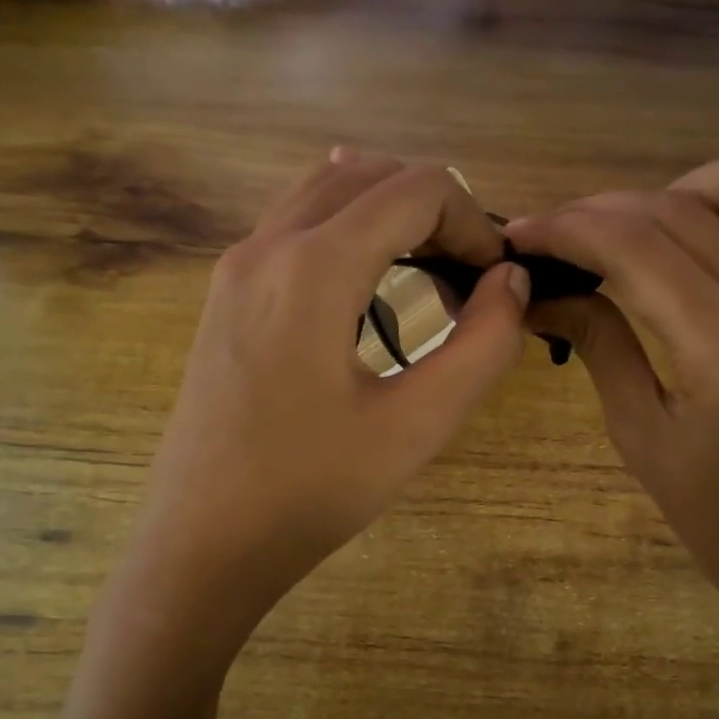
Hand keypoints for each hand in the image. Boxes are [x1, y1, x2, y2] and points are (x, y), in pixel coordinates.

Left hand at [128, 152, 528, 645]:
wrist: (205, 543)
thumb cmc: (312, 491)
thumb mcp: (417, 425)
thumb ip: (482, 346)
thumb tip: (512, 282)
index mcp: (314, 266)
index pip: (416, 189)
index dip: (476, 224)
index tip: (497, 284)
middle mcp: (266, 245)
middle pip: (367, 175)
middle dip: (435, 212)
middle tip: (470, 280)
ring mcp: (235, 269)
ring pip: (325, 194)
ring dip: (389, 218)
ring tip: (429, 282)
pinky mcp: (225, 299)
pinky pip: (294, 231)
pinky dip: (348, 237)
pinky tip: (370, 294)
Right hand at [508, 148, 718, 636]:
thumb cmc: (717, 516)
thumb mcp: (641, 434)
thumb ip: (598, 344)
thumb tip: (543, 293)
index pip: (637, 247)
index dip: (568, 229)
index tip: (519, 236)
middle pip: (680, 209)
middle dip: (602, 210)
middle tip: (552, 241)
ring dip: (675, 191)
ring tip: (627, 237)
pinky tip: (680, 249)